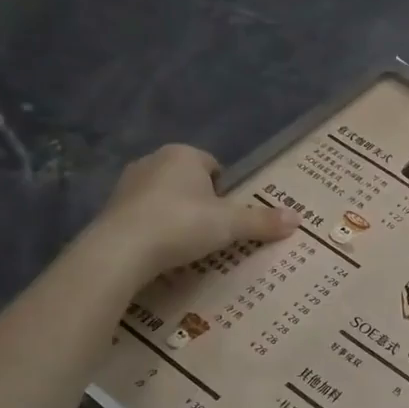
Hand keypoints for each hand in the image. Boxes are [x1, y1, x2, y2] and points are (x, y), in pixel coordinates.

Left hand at [89, 144, 296, 281]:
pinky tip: (162, 252)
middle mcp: (153, 161)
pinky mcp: (110, 210)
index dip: (225, 190)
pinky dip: (154, 230)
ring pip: (164, 198)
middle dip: (200, 202)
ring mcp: (127, 185)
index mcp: (184, 155)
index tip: (229, 216)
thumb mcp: (230, 225)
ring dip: (176, 216)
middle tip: (213, 232)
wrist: (120, 250)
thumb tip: (298, 219)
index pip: (213, 165)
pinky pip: (143, 216)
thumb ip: (262, 221)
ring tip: (188, 245)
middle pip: (188, 181)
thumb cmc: (182, 224)